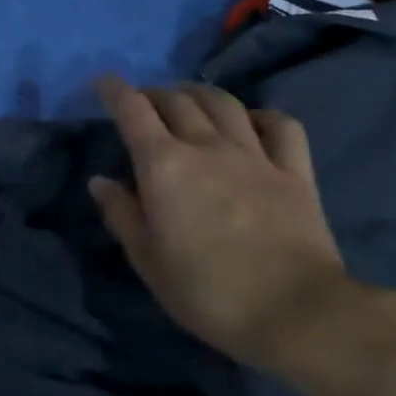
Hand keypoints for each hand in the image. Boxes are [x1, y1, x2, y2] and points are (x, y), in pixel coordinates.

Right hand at [89, 76, 351, 373]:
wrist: (295, 313)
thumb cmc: (206, 292)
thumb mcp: (147, 260)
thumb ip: (121, 214)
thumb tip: (100, 181)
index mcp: (164, 165)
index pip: (133, 111)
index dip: (114, 90)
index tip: (102, 82)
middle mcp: (207, 147)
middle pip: (176, 100)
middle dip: (153, 93)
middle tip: (142, 103)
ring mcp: (255, 155)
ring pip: (224, 103)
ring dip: (199, 93)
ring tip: (188, 100)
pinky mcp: (295, 172)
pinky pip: (280, 125)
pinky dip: (260, 115)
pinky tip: (250, 122)